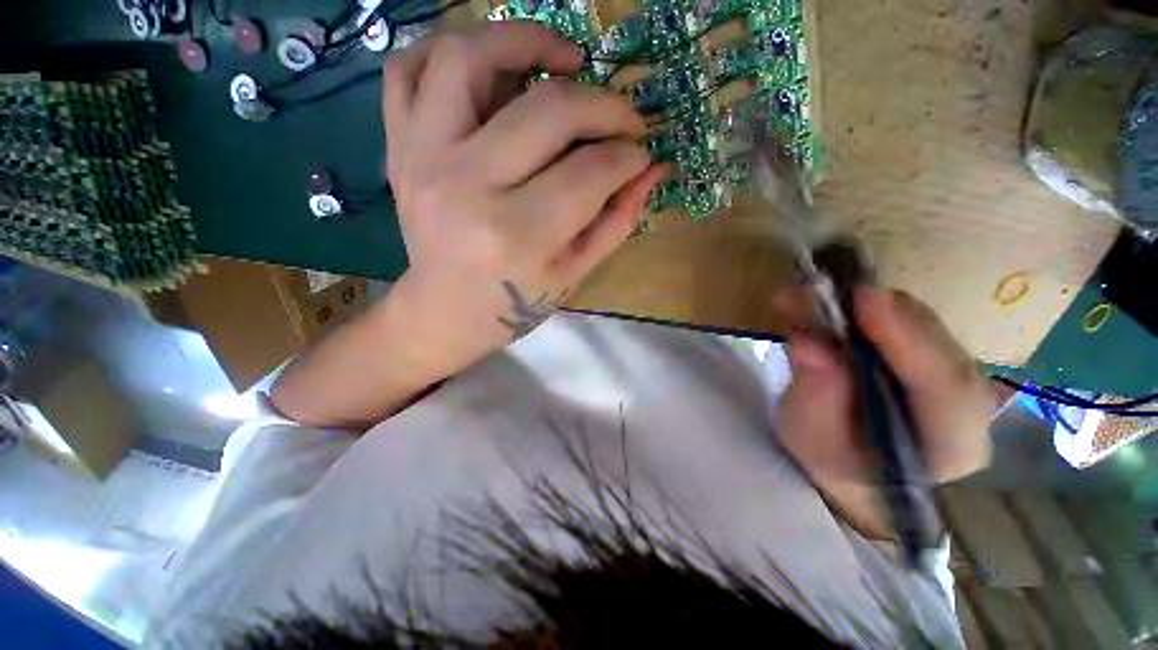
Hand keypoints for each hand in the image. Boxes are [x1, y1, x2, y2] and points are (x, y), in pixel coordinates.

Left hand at [271, 23, 664, 429]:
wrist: (444, 311)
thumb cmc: (514, 303)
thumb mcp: (574, 273)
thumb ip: (617, 221)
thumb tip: (651, 170)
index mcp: (519, 235)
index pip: (591, 170)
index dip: (627, 155)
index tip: (640, 153)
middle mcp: (467, 186)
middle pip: (548, 109)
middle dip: (602, 104)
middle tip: (620, 117)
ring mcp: (422, 158)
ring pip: (468, 56)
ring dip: (525, 39)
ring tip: (562, 58)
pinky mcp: (398, 148)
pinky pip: (407, 68)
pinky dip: (448, 50)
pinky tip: (487, 69)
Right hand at [777, 286, 995, 539]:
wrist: (849, 462)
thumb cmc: (830, 459)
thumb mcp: (812, 436)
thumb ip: (816, 394)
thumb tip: (808, 343)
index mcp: (951, 445)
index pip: (946, 387)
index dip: (908, 339)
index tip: (864, 299)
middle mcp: (967, 405)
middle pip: (938, 346)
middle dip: (882, 314)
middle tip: (824, 292)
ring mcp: (955, 375)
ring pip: (924, 326)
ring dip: (867, 305)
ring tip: (812, 295)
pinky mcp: (933, 353)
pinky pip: (908, 321)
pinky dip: (865, 307)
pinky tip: (829, 302)